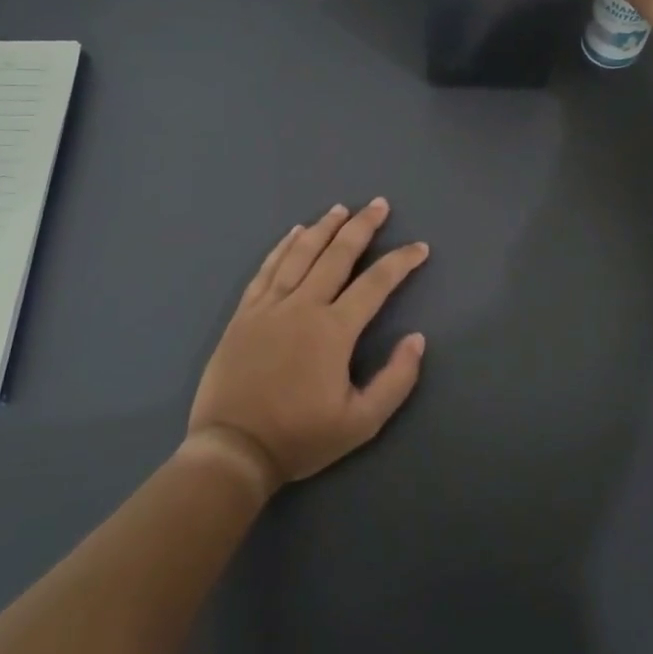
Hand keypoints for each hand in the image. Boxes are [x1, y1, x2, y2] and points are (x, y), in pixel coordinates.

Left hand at [185, 199, 429, 493]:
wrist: (233, 449)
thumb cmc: (300, 437)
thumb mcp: (362, 422)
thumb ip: (396, 379)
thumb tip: (417, 339)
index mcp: (334, 330)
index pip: (376, 283)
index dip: (401, 261)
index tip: (420, 247)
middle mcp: (303, 306)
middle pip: (337, 255)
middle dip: (362, 226)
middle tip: (378, 204)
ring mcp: (269, 306)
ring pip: (300, 254)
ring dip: (323, 228)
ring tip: (340, 209)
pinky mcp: (244, 314)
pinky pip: (267, 269)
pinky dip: (282, 247)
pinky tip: (293, 233)